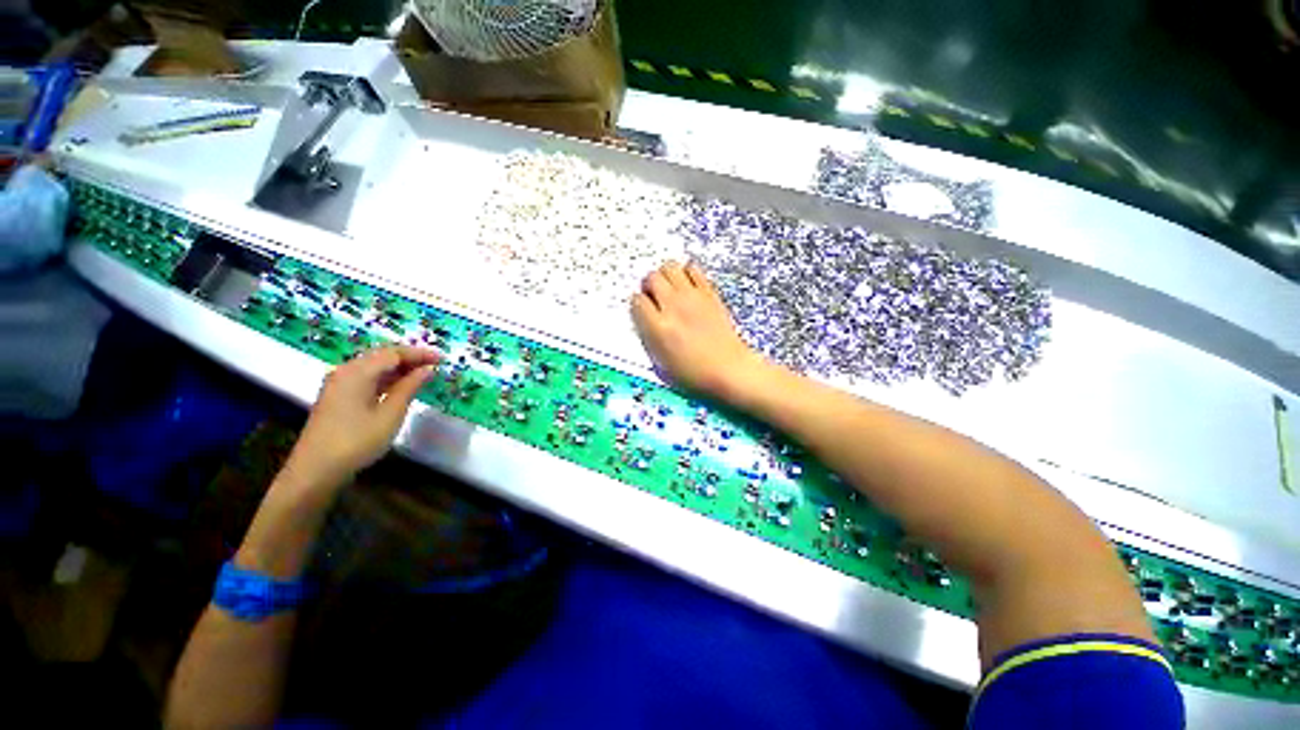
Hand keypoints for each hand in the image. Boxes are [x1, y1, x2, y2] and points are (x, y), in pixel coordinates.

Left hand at [281, 345, 438, 493]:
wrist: (316, 470)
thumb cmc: (357, 441)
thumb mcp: (390, 414)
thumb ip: (409, 387)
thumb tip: (428, 370)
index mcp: (357, 372)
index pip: (393, 353)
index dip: (419, 354)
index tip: (442, 359)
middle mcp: (345, 371)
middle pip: (381, 356)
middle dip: (409, 358)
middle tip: (435, 365)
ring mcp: (339, 384)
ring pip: (373, 366)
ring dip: (399, 368)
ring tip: (422, 375)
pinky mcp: (337, 396)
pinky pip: (366, 377)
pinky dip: (386, 378)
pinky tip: (400, 386)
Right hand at [632, 261, 770, 402]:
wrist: (729, 369)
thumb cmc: (695, 374)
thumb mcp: (661, 364)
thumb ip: (649, 337)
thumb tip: (644, 319)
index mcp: (658, 327)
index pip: (637, 300)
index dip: (638, 306)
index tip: (643, 312)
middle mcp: (673, 306)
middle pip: (651, 277)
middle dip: (649, 286)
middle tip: (655, 298)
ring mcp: (692, 296)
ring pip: (669, 266)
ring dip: (666, 276)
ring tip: (670, 289)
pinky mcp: (709, 292)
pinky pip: (693, 268)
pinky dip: (686, 273)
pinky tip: (688, 287)